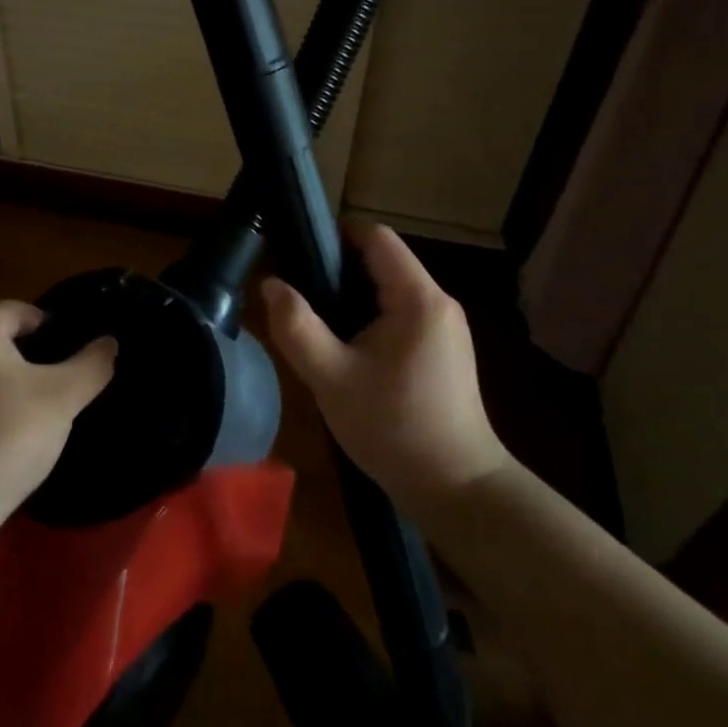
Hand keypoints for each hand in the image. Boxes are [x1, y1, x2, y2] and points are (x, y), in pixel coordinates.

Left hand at [0, 301, 115, 543]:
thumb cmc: (5, 437)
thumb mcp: (62, 399)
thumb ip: (91, 365)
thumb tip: (109, 342)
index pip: (16, 310)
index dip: (48, 324)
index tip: (71, 348)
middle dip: (26, 354)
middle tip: (58, 379)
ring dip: (3, 382)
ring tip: (33, 408)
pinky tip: (2, 434)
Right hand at [262, 224, 510, 513]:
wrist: (458, 490)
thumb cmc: (394, 429)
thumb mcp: (331, 378)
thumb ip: (296, 327)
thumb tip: (270, 284)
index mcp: (417, 297)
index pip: (375, 235)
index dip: (334, 236)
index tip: (297, 255)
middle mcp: (437, 301)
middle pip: (381, 259)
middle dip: (336, 269)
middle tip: (299, 295)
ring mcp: (444, 326)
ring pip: (388, 287)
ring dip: (350, 295)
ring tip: (316, 321)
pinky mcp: (443, 348)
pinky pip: (399, 311)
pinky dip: (368, 316)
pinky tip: (345, 346)